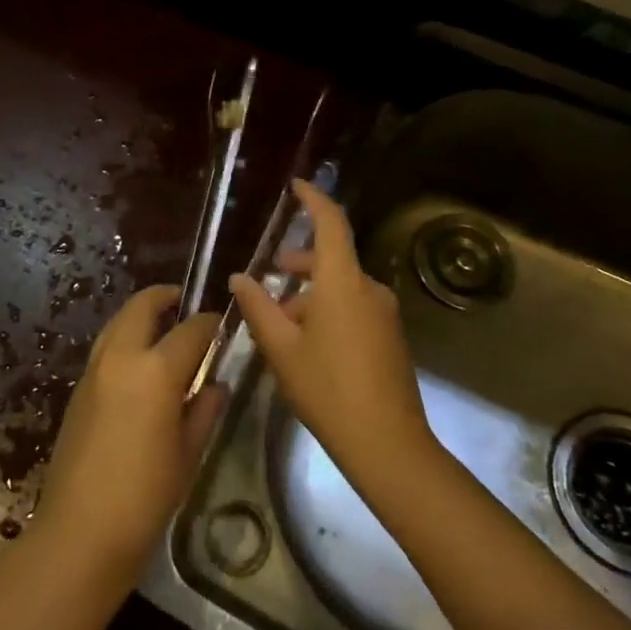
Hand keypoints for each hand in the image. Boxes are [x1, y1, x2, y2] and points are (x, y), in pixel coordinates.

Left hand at [35, 285, 227, 576]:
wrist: (80, 532)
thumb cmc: (145, 496)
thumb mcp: (188, 454)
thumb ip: (204, 410)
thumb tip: (215, 385)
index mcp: (155, 370)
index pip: (191, 329)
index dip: (210, 322)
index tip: (223, 324)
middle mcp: (121, 357)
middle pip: (142, 306)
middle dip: (166, 298)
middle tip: (185, 304)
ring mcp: (94, 370)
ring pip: (118, 322)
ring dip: (140, 315)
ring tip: (162, 328)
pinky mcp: (78, 388)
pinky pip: (105, 347)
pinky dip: (124, 339)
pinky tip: (139, 364)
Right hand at [230, 181, 431, 489]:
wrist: (387, 443)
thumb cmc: (327, 388)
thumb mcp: (281, 348)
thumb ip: (259, 307)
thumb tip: (239, 278)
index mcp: (343, 282)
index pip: (331, 223)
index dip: (314, 199)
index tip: (297, 186)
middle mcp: (369, 288)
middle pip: (332, 258)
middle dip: (300, 263)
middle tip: (272, 273)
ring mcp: (385, 313)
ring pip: (341, 287)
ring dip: (311, 294)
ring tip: (281, 322)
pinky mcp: (391, 336)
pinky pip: (355, 307)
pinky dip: (329, 311)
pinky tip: (309, 344)